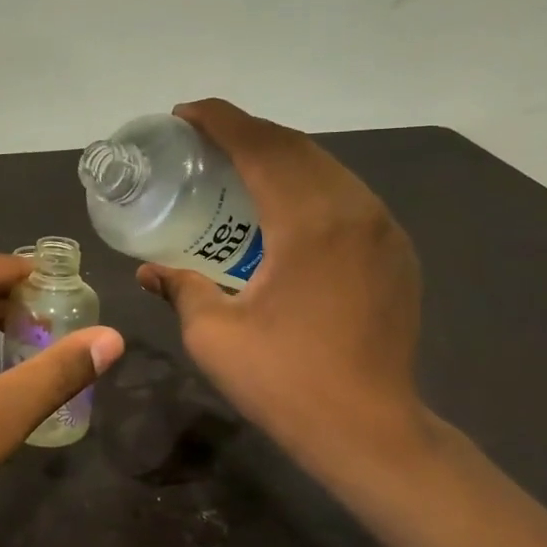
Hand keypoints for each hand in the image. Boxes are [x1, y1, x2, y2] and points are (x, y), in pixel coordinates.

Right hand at [136, 99, 428, 483]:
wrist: (370, 432)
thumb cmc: (285, 381)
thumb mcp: (213, 334)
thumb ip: (179, 288)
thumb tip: (149, 271)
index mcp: (309, 223)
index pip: (261, 147)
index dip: (220, 120)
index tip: (184, 113)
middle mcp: (355, 210)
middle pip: (296, 147)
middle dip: (247, 132)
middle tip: (203, 141)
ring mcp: (384, 230)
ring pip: (327, 168)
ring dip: (279, 156)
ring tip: (237, 167)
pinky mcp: (397, 252)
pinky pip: (347, 196)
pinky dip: (308, 184)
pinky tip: (283, 207)